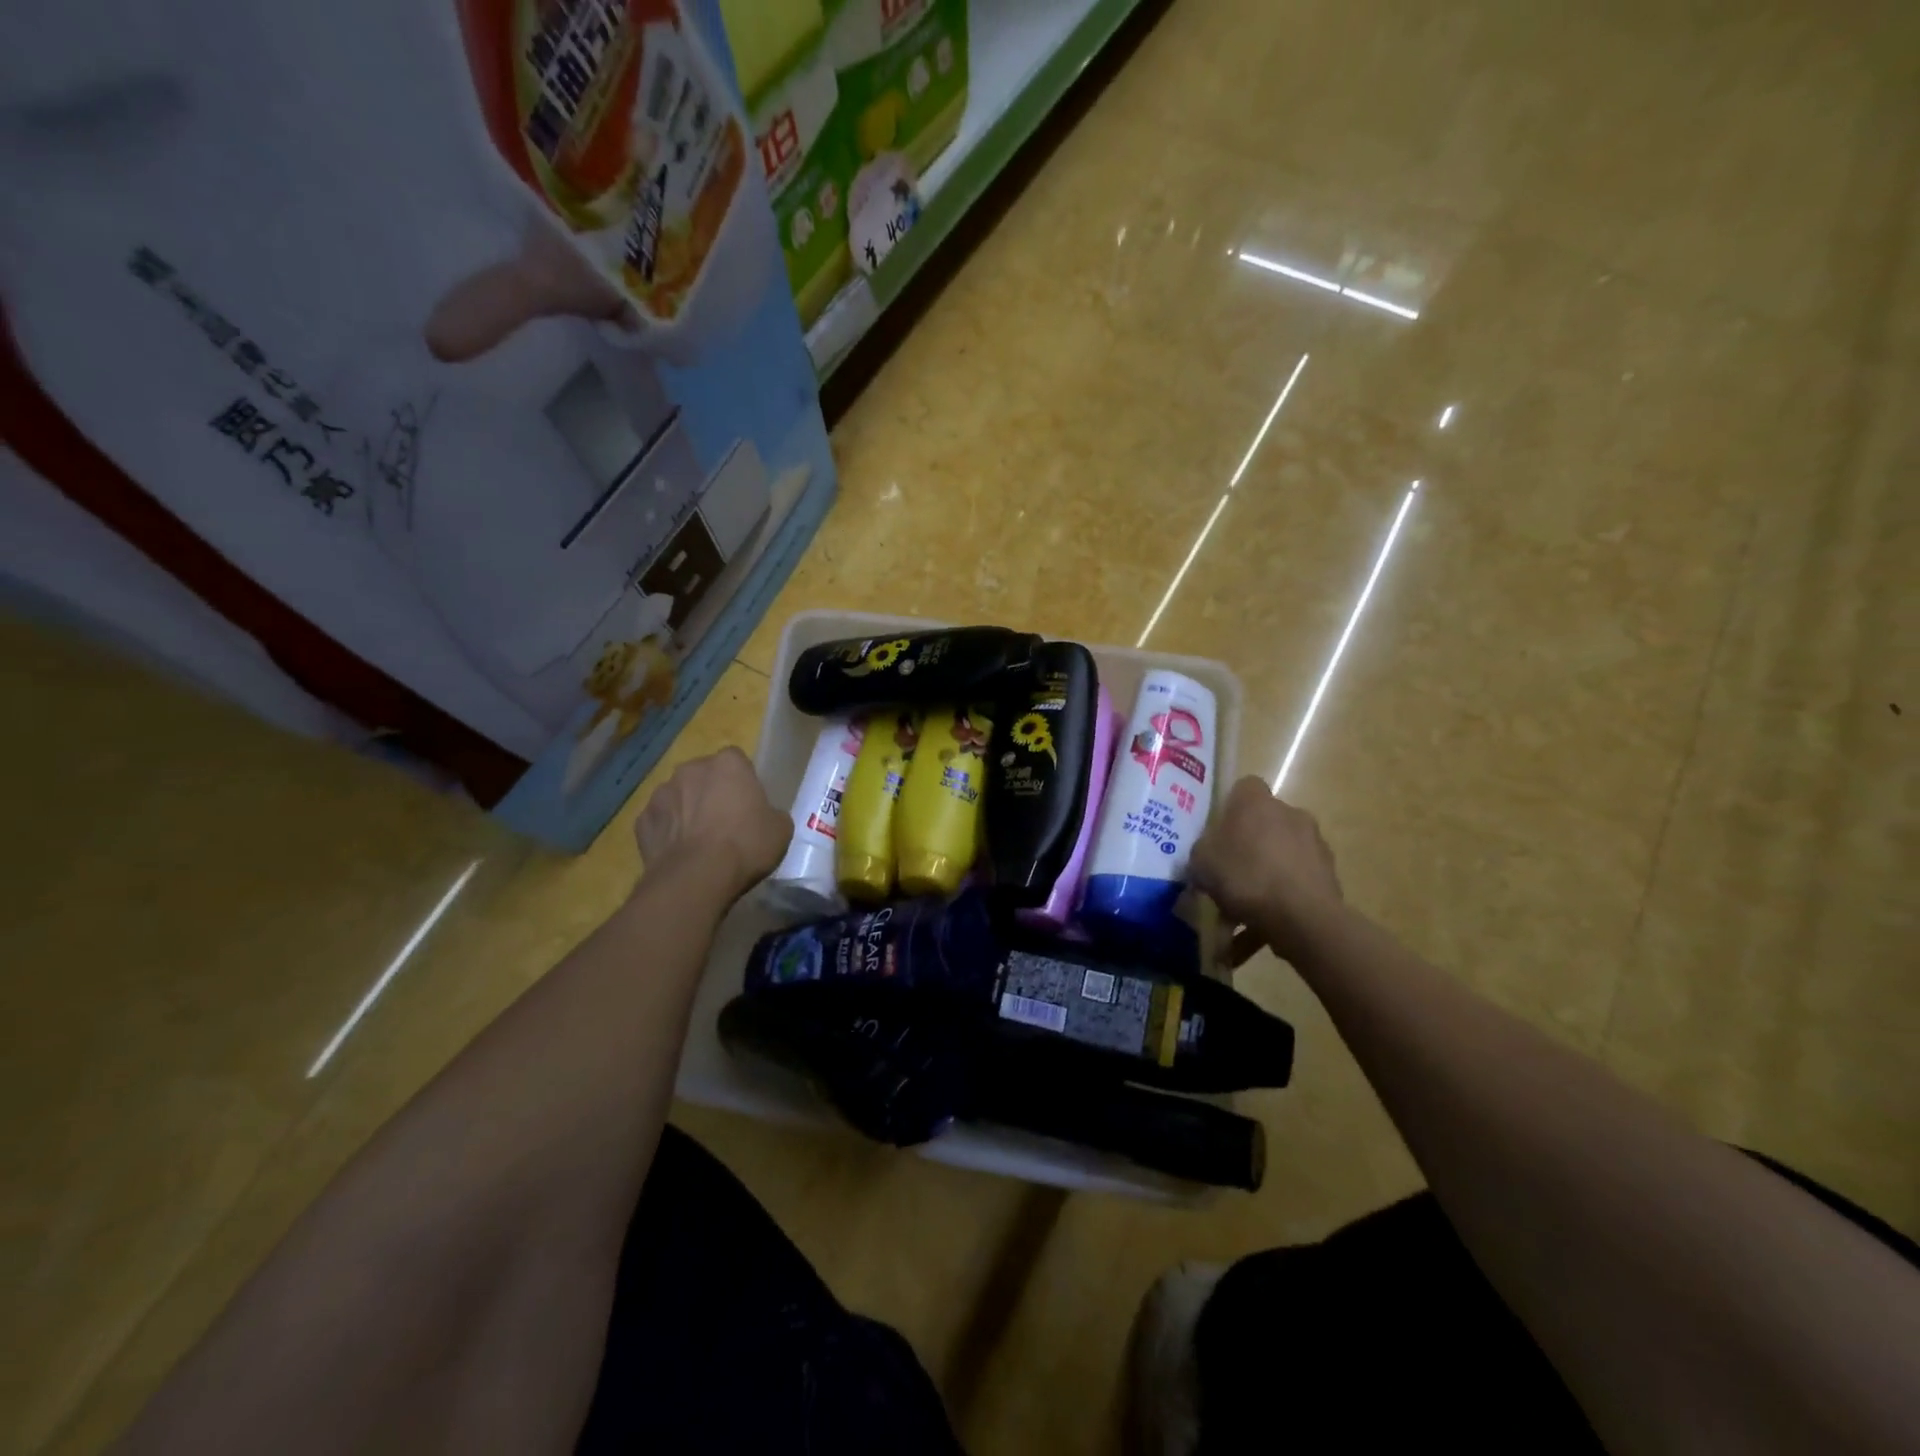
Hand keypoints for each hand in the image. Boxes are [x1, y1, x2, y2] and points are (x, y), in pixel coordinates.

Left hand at [633, 747, 790, 901]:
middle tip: (725, 821)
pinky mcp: (641, 821)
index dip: (742, 781)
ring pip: (678, 796)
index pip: (737, 760)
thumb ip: (772, 813)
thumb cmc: (746, 845)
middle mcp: (691, 769)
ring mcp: (661, 793)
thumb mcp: (781, 829)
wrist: (697, 878)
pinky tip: (679, 854)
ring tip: (699, 841)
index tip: (748, 803)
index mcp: (728, 764)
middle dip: (711, 792)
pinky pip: (659, 821)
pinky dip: (667, 833)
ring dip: (687, 810)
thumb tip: (765, 816)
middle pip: (704, 775)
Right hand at [1190, 776, 1343, 963]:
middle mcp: (1290, 814)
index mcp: (1256, 802)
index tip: (1216, 834)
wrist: (1301, 917)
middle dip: (1247, 849)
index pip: (1243, 789)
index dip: (1228, 809)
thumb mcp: (1200, 861)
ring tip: (1240, 920)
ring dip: (1262, 882)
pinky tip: (1260, 935)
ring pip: (1278, 860)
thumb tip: (1210, 851)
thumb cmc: (1244, 876)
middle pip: (1263, 826)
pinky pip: (1293, 888)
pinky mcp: (1329, 877)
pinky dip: (1278, 907)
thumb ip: (1203, 849)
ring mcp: (1314, 845)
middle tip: (1226, 878)